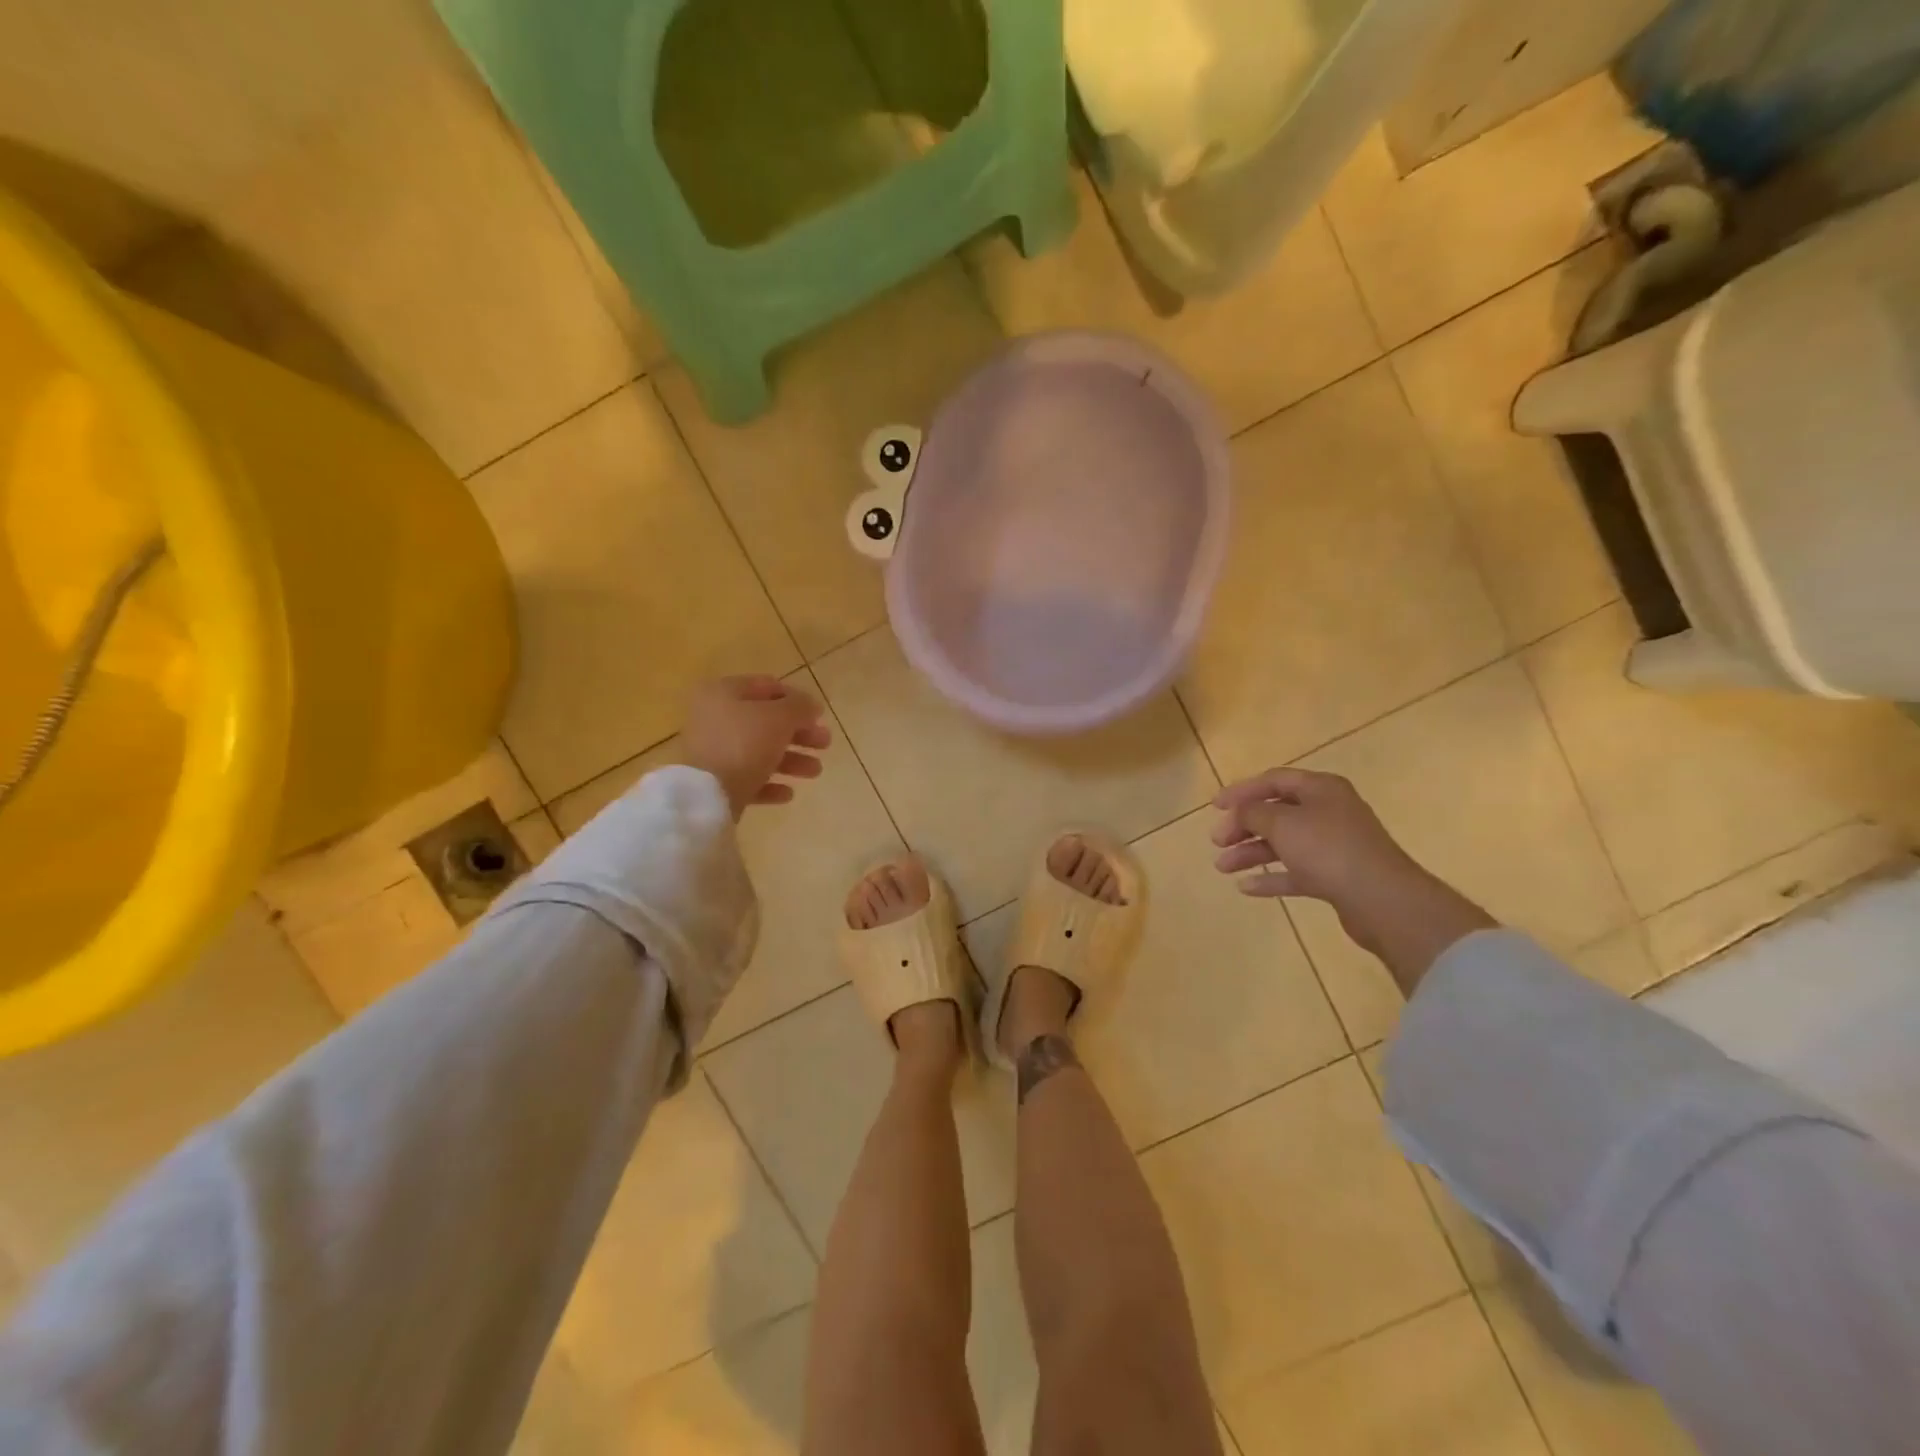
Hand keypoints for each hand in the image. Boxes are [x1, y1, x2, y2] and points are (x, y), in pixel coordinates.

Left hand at [681, 676, 831, 818]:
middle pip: (766, 722)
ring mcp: (712, 752)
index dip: (796, 698)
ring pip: (760, 751)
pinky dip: (770, 783)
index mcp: (724, 693)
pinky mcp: (714, 782)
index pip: (766, 686)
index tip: (819, 715)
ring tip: (815, 771)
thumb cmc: (744, 744)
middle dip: (799, 733)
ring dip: (791, 760)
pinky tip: (788, 793)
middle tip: (825, 743)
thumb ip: (800, 707)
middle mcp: (714, 718)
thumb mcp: (780, 718)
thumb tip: (812, 705)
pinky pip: (748, 778)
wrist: (707, 795)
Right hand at [1211, 768, 1493, 991]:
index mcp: (1321, 789)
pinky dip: (1271, 876)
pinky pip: (1296, 872)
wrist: (1381, 899)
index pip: (1274, 780)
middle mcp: (1329, 812)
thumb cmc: (1328, 849)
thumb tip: (1241, 812)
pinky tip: (1245, 887)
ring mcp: (1334, 846)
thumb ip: (1254, 812)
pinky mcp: (1336, 877)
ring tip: (1222, 867)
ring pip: (1283, 844)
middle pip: (1277, 812)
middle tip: (1217, 840)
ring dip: (1251, 852)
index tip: (1214, 806)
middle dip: (1243, 825)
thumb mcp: (1282, 823)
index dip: (1242, 790)